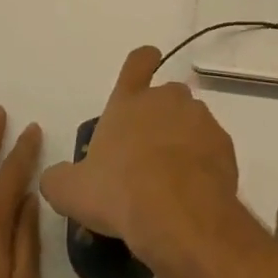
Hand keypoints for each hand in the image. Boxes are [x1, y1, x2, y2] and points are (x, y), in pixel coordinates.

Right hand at [40, 46, 239, 262]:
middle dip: (159, 116)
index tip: (147, 64)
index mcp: (129, 102)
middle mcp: (168, 100)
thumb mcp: (72, 191)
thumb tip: (53, 177)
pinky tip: (191, 191)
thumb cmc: (119, 192)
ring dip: (182, 139)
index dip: (143, 61)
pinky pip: (211, 147)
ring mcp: (200, 120)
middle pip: (167, 95)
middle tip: (146, 152)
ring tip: (170, 178)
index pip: (138, 62)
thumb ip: (58, 179)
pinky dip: (203, 162)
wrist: (179, 215)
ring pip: (191, 121)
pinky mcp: (224, 145)